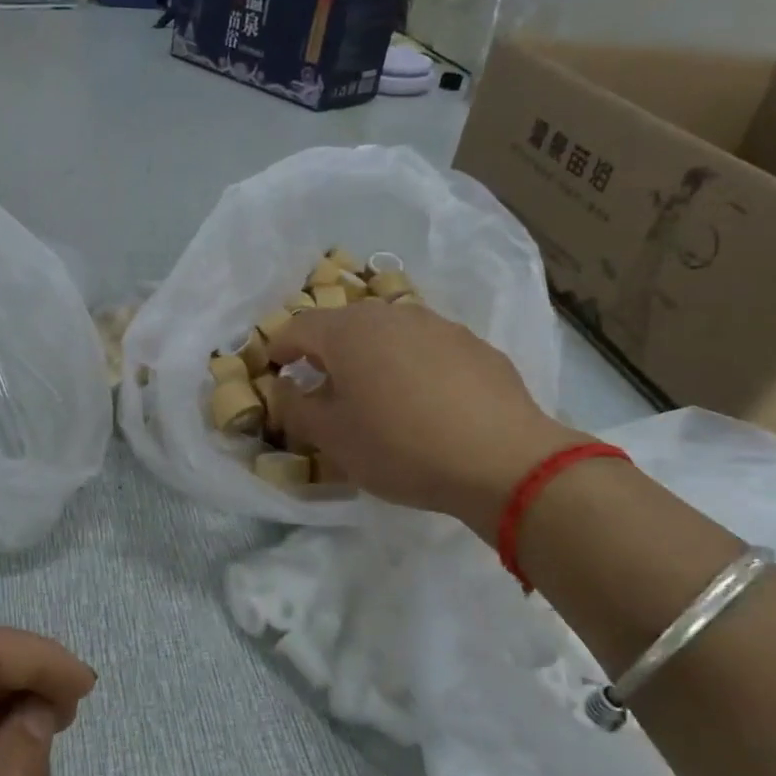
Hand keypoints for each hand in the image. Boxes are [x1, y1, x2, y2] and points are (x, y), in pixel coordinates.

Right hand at [270, 303, 586, 539]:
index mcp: (347, 332)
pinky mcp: (474, 345)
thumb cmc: (399, 446)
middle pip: (344, 325)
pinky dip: (412, 365)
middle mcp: (390, 315)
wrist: (502, 460)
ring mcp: (437, 325)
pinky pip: (426, 348)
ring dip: (371, 355)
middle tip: (322, 384)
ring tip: (375, 392)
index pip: (296, 328)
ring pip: (388, 333)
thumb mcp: (331, 437)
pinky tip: (425, 401)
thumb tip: (283, 387)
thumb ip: (295, 407)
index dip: (278, 349)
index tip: (273, 371)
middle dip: (326, 350)